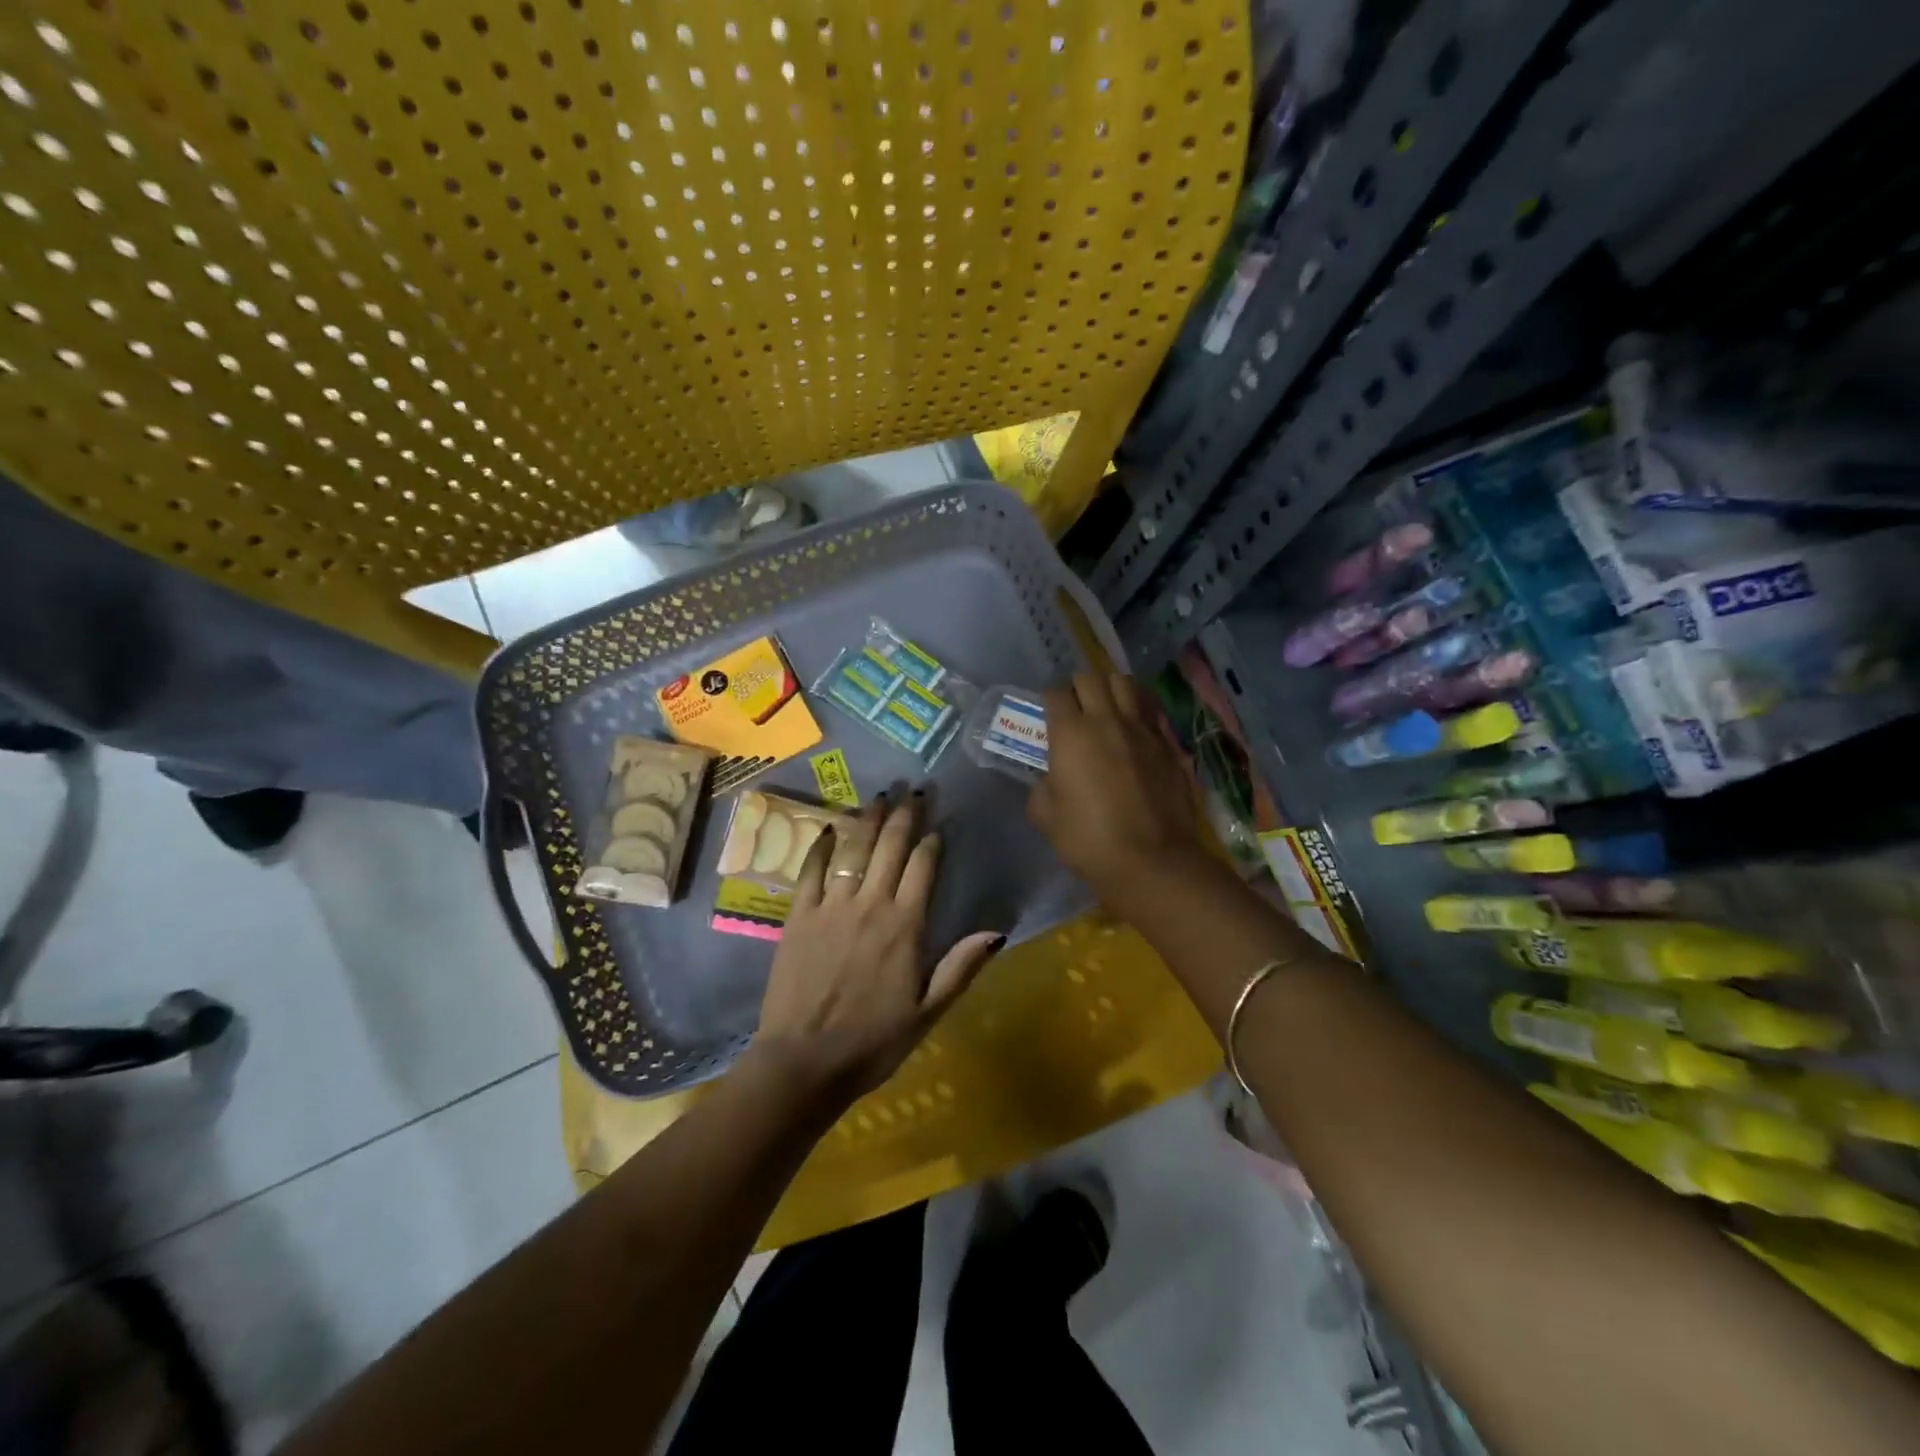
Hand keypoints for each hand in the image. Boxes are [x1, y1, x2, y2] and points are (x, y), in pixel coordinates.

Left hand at [743, 793, 1003, 1112]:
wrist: (804, 1062)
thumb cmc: (873, 1042)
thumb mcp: (928, 1012)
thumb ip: (961, 967)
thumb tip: (997, 931)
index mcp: (906, 927)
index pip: (923, 868)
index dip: (931, 840)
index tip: (937, 821)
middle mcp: (870, 905)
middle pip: (890, 847)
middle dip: (904, 815)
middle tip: (912, 788)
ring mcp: (831, 907)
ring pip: (854, 850)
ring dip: (868, 819)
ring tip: (879, 795)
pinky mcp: (799, 916)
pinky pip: (812, 870)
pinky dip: (822, 846)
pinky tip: (831, 827)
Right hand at [1028, 673, 1205, 902]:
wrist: (1150, 860)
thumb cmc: (1088, 839)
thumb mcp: (1045, 816)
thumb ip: (1042, 787)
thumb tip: (1052, 779)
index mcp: (1070, 734)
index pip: (1055, 694)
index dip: (1049, 701)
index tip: (1049, 717)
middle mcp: (1106, 720)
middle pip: (1091, 678)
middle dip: (1079, 688)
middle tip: (1075, 709)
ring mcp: (1142, 730)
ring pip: (1125, 684)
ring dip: (1111, 689)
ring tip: (1106, 708)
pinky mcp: (1167, 744)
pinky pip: (1150, 712)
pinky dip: (1138, 712)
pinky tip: (1134, 731)